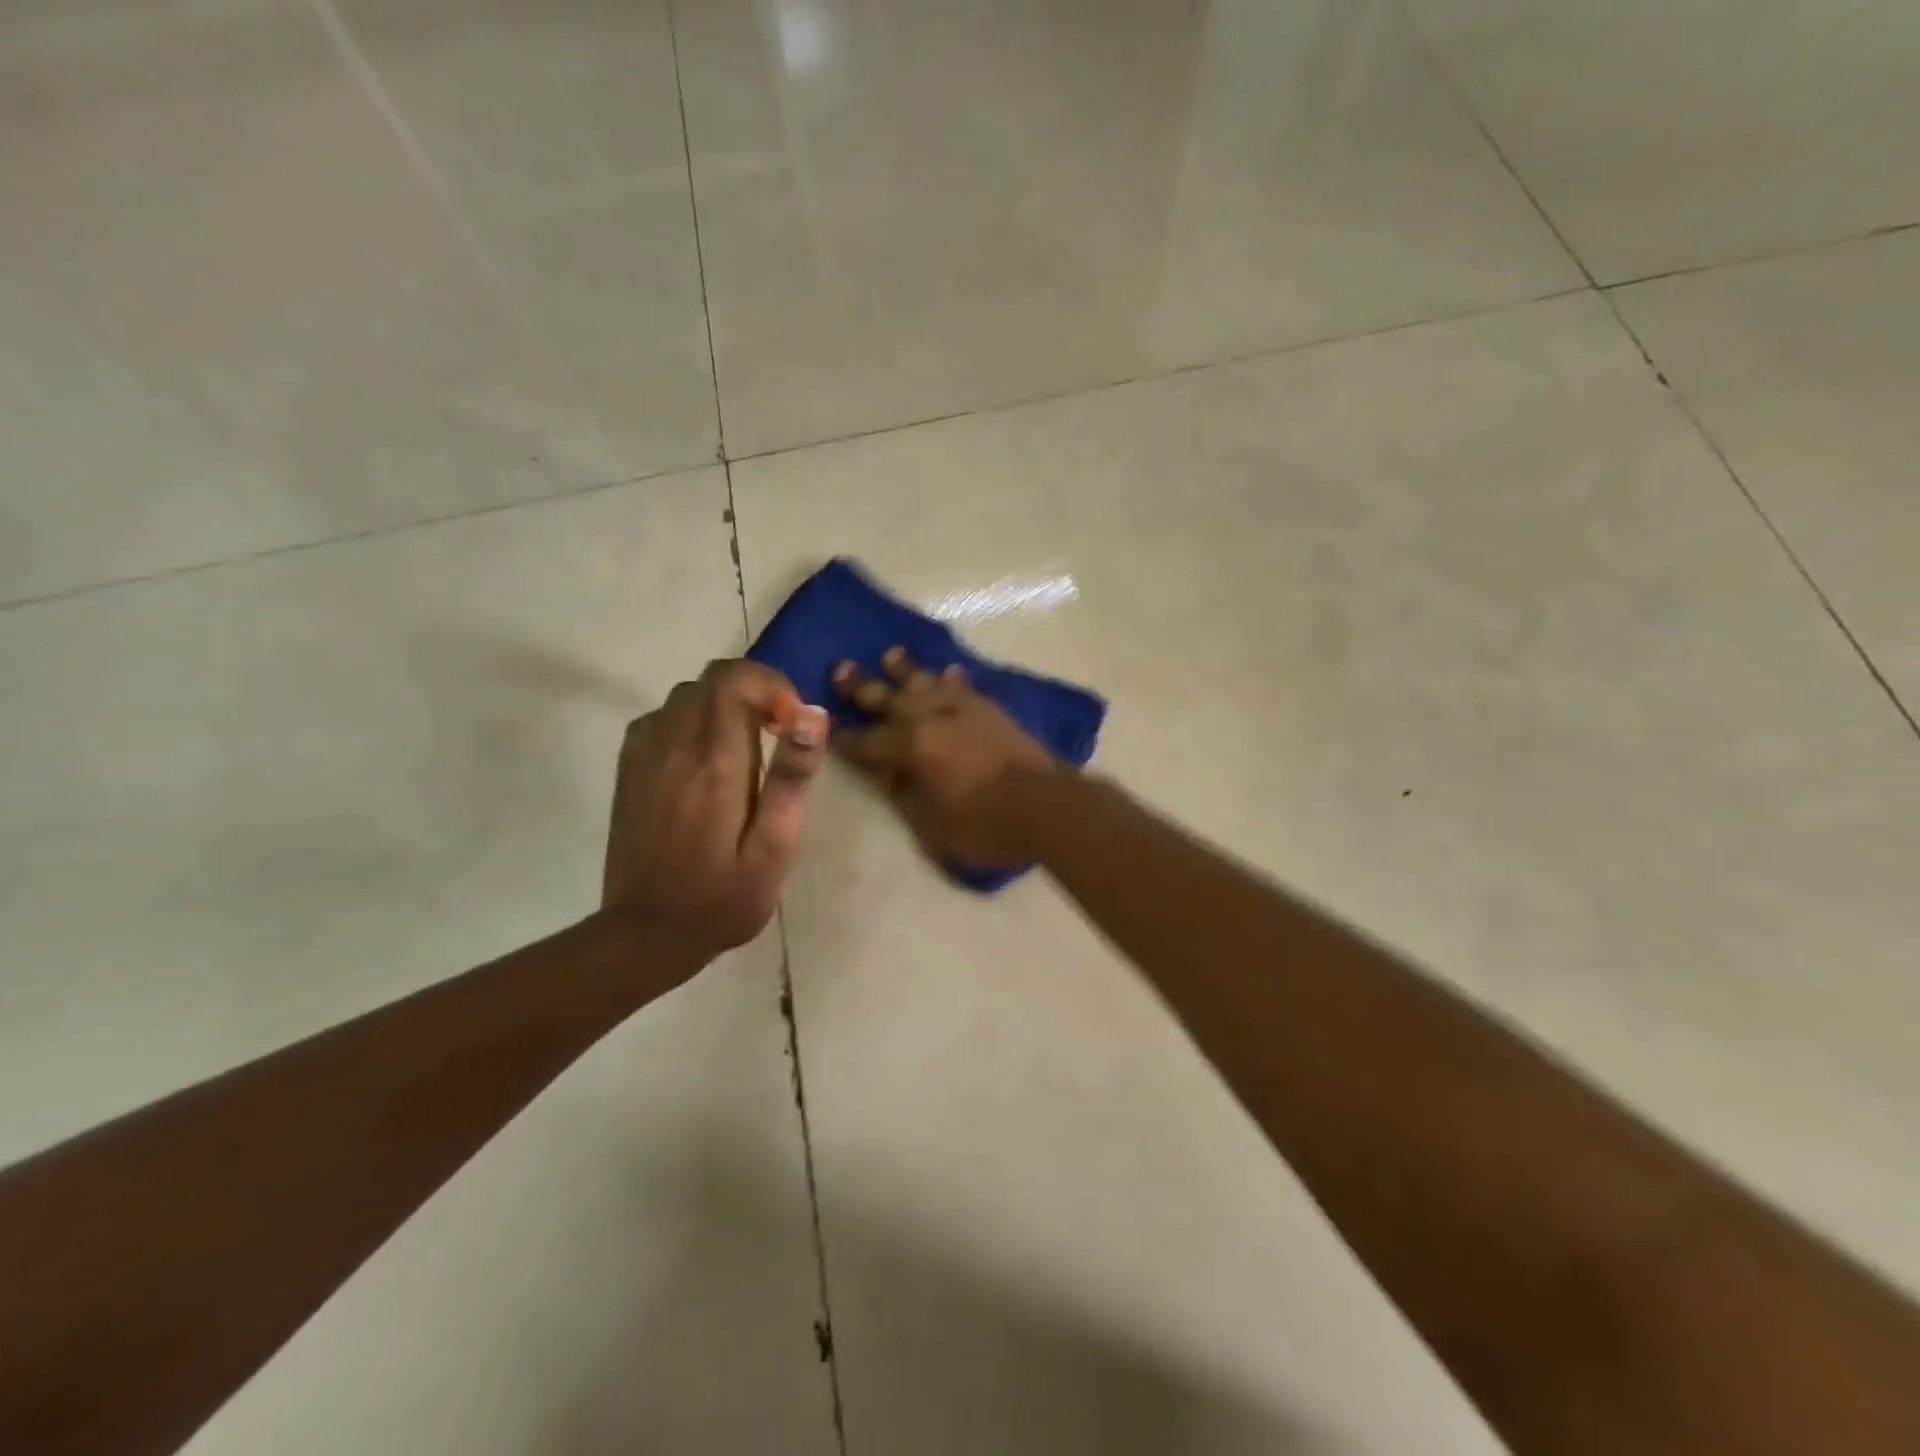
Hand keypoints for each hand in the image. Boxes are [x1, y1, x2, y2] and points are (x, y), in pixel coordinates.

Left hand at [603, 659, 828, 965]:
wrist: (645, 935)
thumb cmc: (722, 898)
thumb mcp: (774, 847)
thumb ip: (791, 777)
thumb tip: (812, 715)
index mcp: (714, 762)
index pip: (735, 679)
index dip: (772, 686)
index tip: (792, 726)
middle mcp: (673, 745)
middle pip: (711, 679)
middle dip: (753, 692)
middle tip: (777, 736)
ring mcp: (644, 755)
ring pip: (686, 695)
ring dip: (723, 706)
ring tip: (746, 749)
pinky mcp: (629, 770)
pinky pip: (661, 717)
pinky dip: (692, 721)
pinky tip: (706, 760)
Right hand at [833, 647, 1060, 866]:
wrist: (1047, 806)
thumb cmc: (986, 824)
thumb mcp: (933, 824)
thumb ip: (905, 795)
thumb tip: (888, 775)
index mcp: (912, 747)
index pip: (868, 742)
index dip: (846, 738)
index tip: (828, 728)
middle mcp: (932, 718)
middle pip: (889, 698)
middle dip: (862, 686)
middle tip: (840, 667)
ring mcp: (963, 708)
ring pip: (926, 681)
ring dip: (905, 670)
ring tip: (890, 654)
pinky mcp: (990, 709)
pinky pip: (963, 686)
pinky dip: (951, 679)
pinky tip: (947, 672)